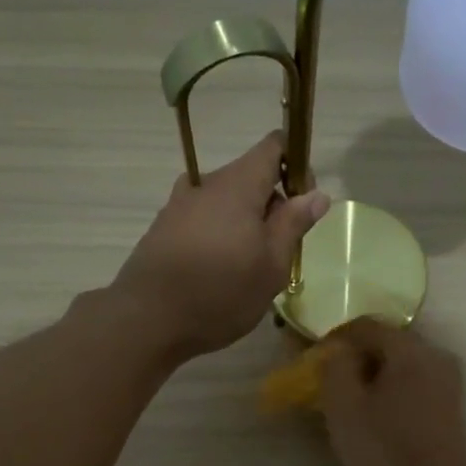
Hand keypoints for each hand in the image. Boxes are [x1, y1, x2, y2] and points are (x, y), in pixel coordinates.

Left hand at [112, 133, 329, 361]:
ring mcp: (180, 204)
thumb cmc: (221, 292)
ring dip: (246, 222)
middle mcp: (206, 184)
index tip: (305, 201)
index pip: (274, 146)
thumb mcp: (272, 265)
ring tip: (251, 265)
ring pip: (226, 200)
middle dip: (272, 203)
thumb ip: (294, 224)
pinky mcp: (164, 227)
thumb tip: (318, 193)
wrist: (148, 319)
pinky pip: (204, 218)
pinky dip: (221, 233)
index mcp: (238, 184)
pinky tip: (221, 270)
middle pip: (250, 176)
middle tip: (282, 249)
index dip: (296, 165)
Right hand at [319, 320, 465, 465]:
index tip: (315, 360)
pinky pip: (416, 381)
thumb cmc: (386, 453)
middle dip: (356, 356)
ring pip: (403, 363)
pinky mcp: (453, 404)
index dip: (336, 338)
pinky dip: (393, 388)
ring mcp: (450, 380)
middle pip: (388, 341)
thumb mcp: (345, 409)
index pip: (367, 325)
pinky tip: (378, 414)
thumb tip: (338, 351)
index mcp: (412, 351)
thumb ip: (335, 367)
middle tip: (330, 381)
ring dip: (375, 374)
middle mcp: (437, 356)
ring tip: (351, 400)